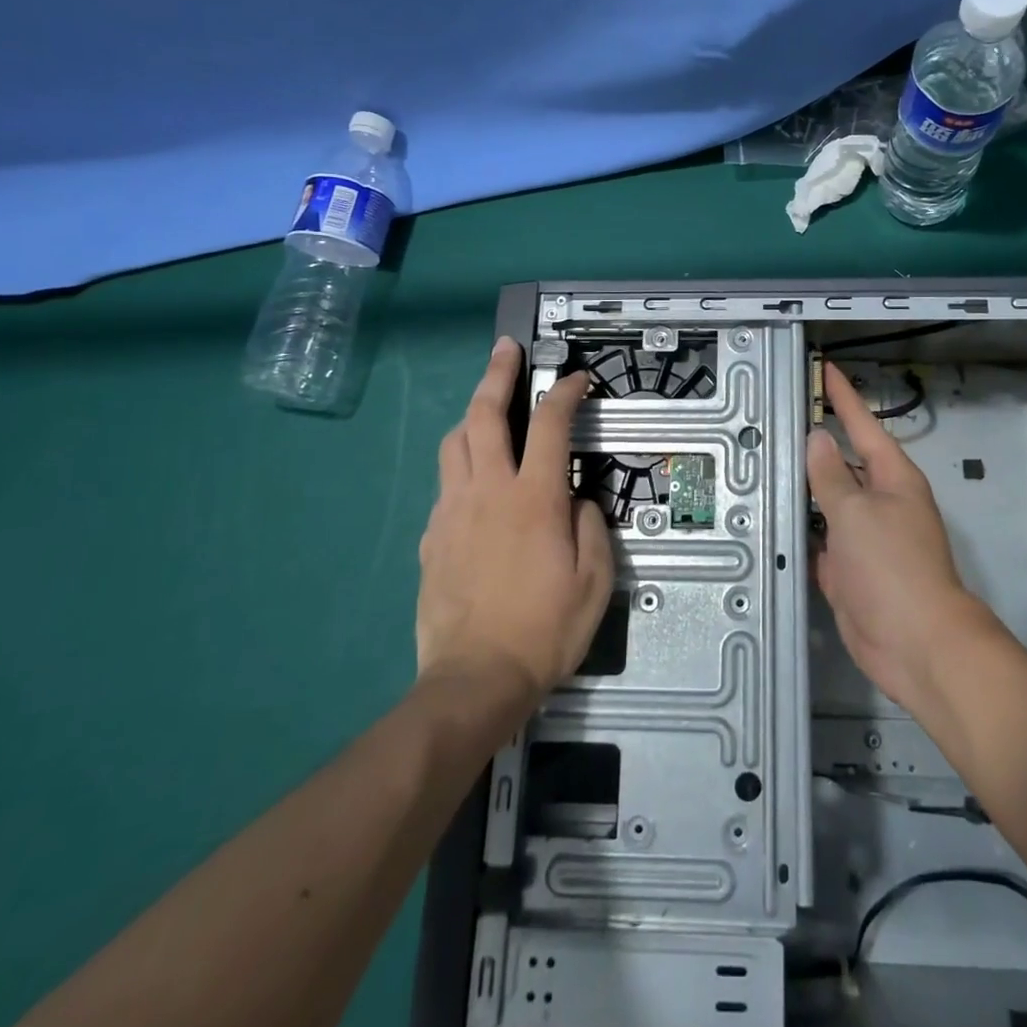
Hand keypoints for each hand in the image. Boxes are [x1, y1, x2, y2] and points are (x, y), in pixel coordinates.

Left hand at [417, 337, 613, 706]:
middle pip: (485, 415)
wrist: (475, 678)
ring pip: (454, 443)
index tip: (578, 378)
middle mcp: (488, 491)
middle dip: (497, 373)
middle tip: (506, 348)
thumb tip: (578, 500)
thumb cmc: (544, 629)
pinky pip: (445, 486)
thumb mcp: (594, 581)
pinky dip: (461, 467)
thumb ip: (591, 527)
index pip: (550, 424)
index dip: (566, 392)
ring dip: (471, 415)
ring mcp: (452, 511)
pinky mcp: (432, 536)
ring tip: (486, 409)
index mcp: (533, 498)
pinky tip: (474, 484)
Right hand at [807, 361, 994, 711]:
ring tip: (763, 466)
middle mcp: (880, 502)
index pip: (863, 424)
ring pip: (827, 503)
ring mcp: (865, 538)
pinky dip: (800, 533)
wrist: (915, 644)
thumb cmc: (892, 567)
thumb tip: (818, 438)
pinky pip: (819, 541)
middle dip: (814, 445)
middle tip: (776, 422)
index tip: (825, 369)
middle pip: (842, 464)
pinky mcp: (849, 569)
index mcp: (892, 478)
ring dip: (801, 491)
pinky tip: (772, 523)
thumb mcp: (856, 512)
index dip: (843, 397)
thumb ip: (831, 476)